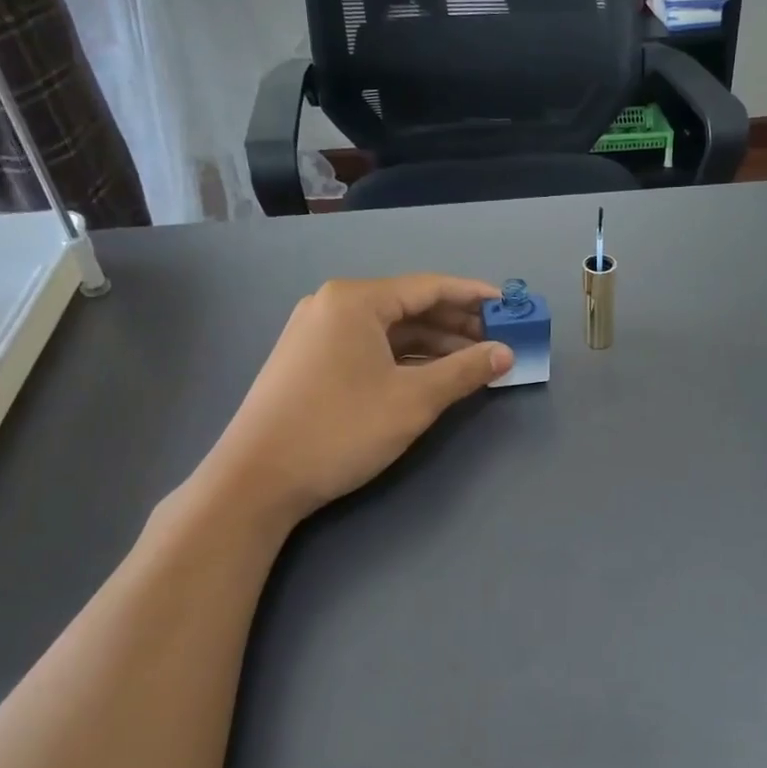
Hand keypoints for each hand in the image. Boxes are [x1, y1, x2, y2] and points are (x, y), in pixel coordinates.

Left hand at [189, 274, 512, 531]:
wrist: (256, 480)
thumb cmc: (340, 429)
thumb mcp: (413, 400)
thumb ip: (464, 371)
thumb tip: (505, 353)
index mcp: (356, 300)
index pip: (429, 287)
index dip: (474, 297)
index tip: (510, 307)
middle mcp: (333, 305)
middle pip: (409, 307)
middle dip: (456, 324)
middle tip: (498, 341)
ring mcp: (317, 333)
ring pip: (389, 330)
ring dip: (433, 345)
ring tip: (473, 362)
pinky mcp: (310, 360)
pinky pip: (369, 347)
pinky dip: (404, 359)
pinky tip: (431, 376)